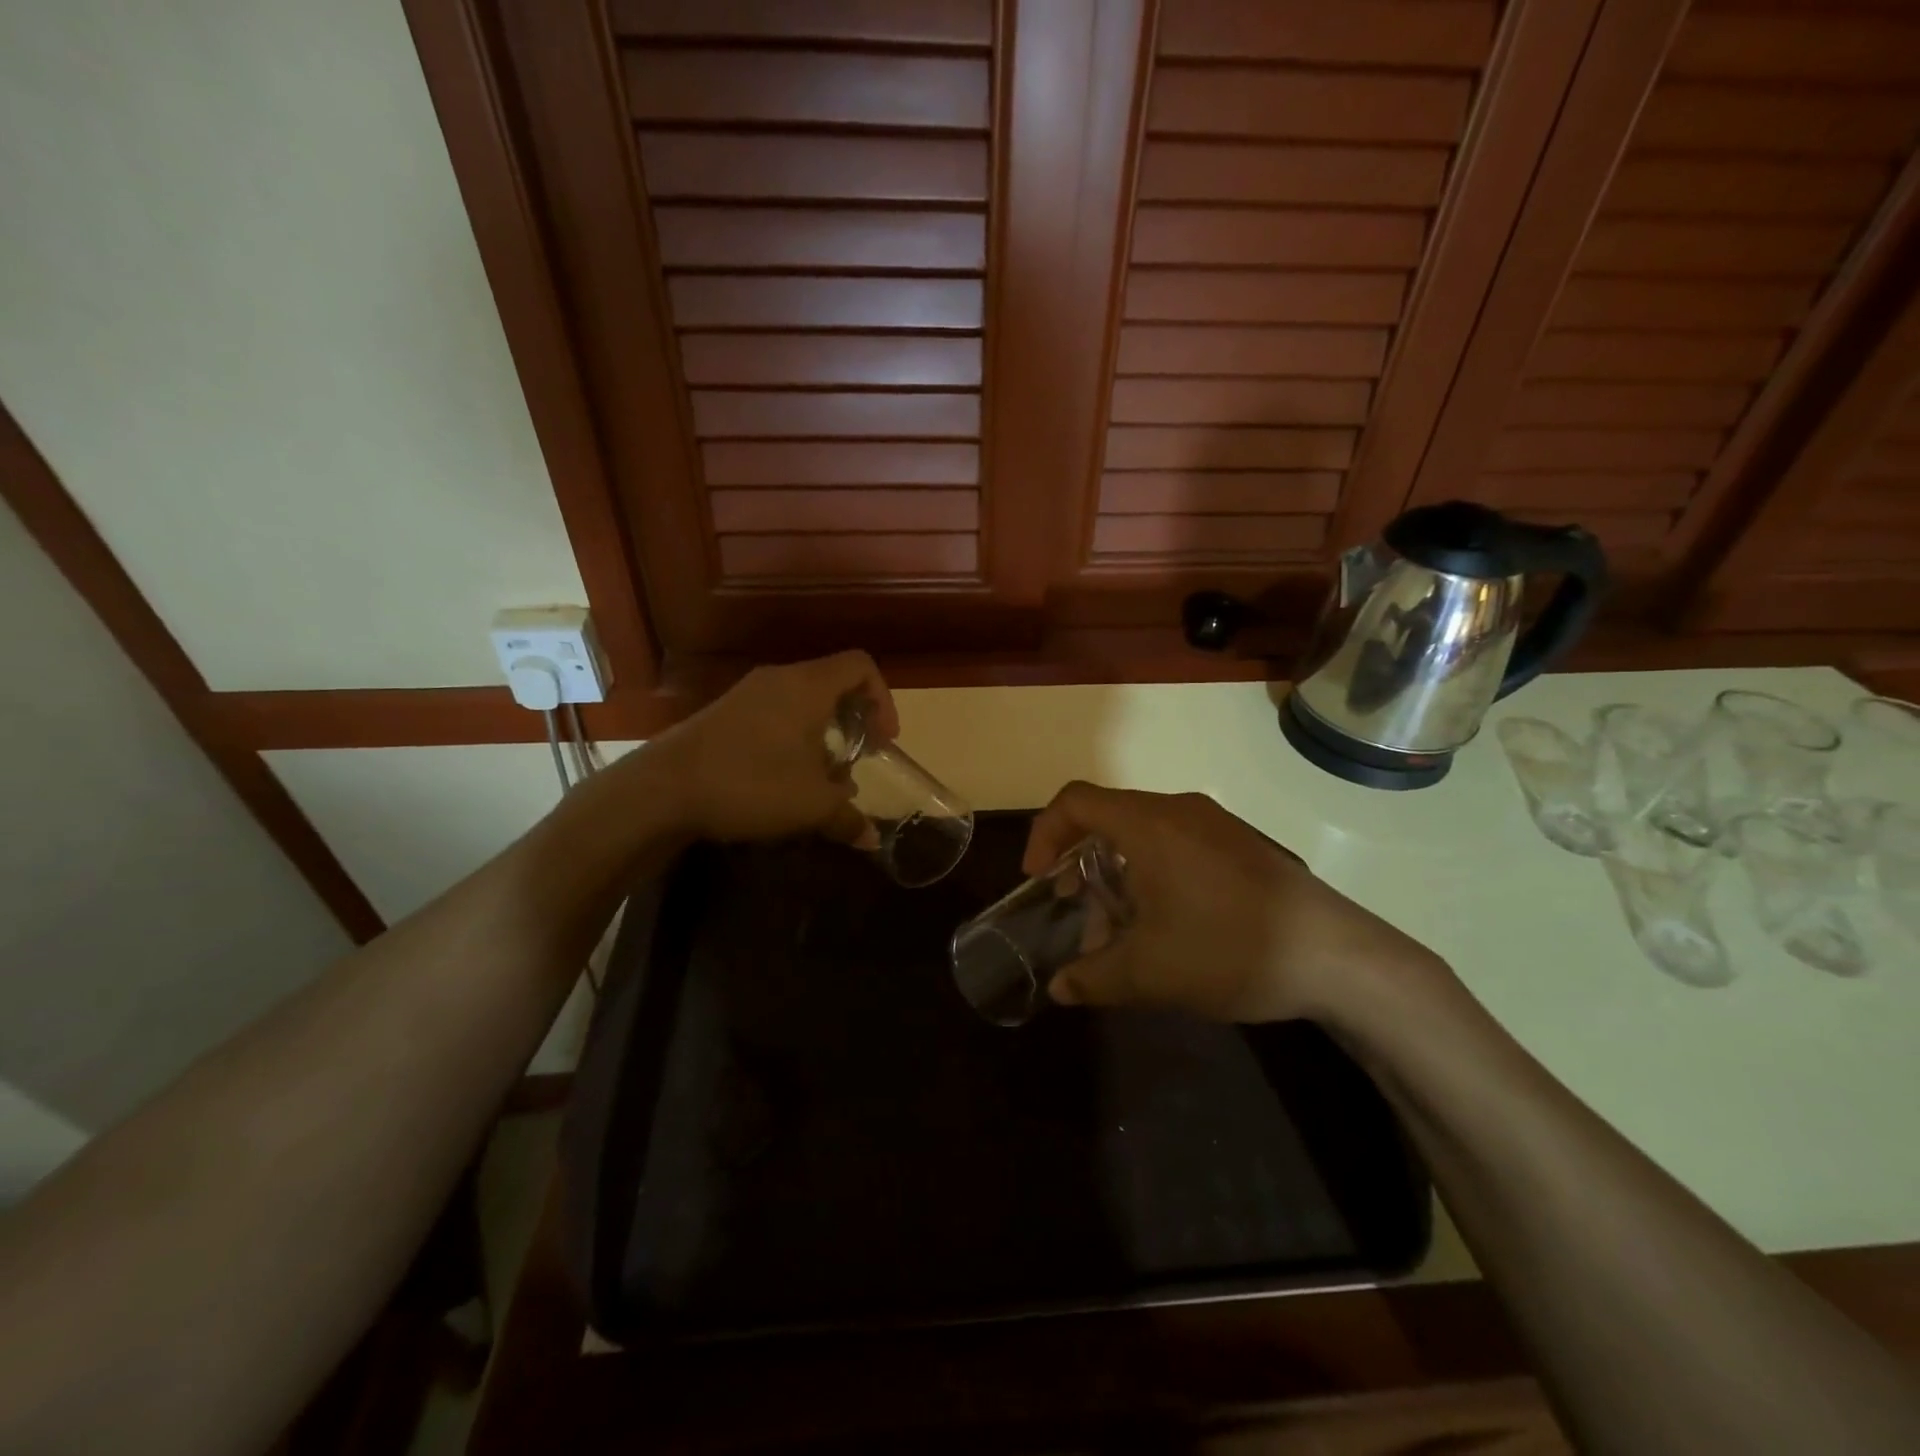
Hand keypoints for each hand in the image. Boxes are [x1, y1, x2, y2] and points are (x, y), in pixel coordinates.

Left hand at [653, 651, 897, 841]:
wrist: (661, 789)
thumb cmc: (750, 783)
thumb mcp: (810, 806)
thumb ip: (848, 818)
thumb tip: (872, 838)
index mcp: (808, 686)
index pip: (861, 665)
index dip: (883, 699)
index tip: (881, 740)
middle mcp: (779, 679)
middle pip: (832, 683)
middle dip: (853, 721)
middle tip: (857, 759)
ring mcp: (746, 694)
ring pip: (801, 702)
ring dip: (822, 734)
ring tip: (822, 778)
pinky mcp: (723, 714)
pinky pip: (774, 714)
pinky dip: (793, 738)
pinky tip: (783, 780)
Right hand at [1021, 784, 1444, 1023]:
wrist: (1340, 958)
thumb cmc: (1230, 950)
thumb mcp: (1150, 973)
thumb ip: (1092, 977)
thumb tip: (1059, 989)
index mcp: (1149, 824)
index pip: (1075, 801)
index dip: (1045, 834)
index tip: (1039, 880)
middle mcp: (1181, 811)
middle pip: (1109, 819)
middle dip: (1081, 865)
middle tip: (1077, 913)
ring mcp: (1217, 826)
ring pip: (1145, 836)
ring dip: (1119, 876)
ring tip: (1122, 932)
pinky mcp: (1243, 846)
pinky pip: (1179, 846)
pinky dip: (1153, 875)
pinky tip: (1168, 927)